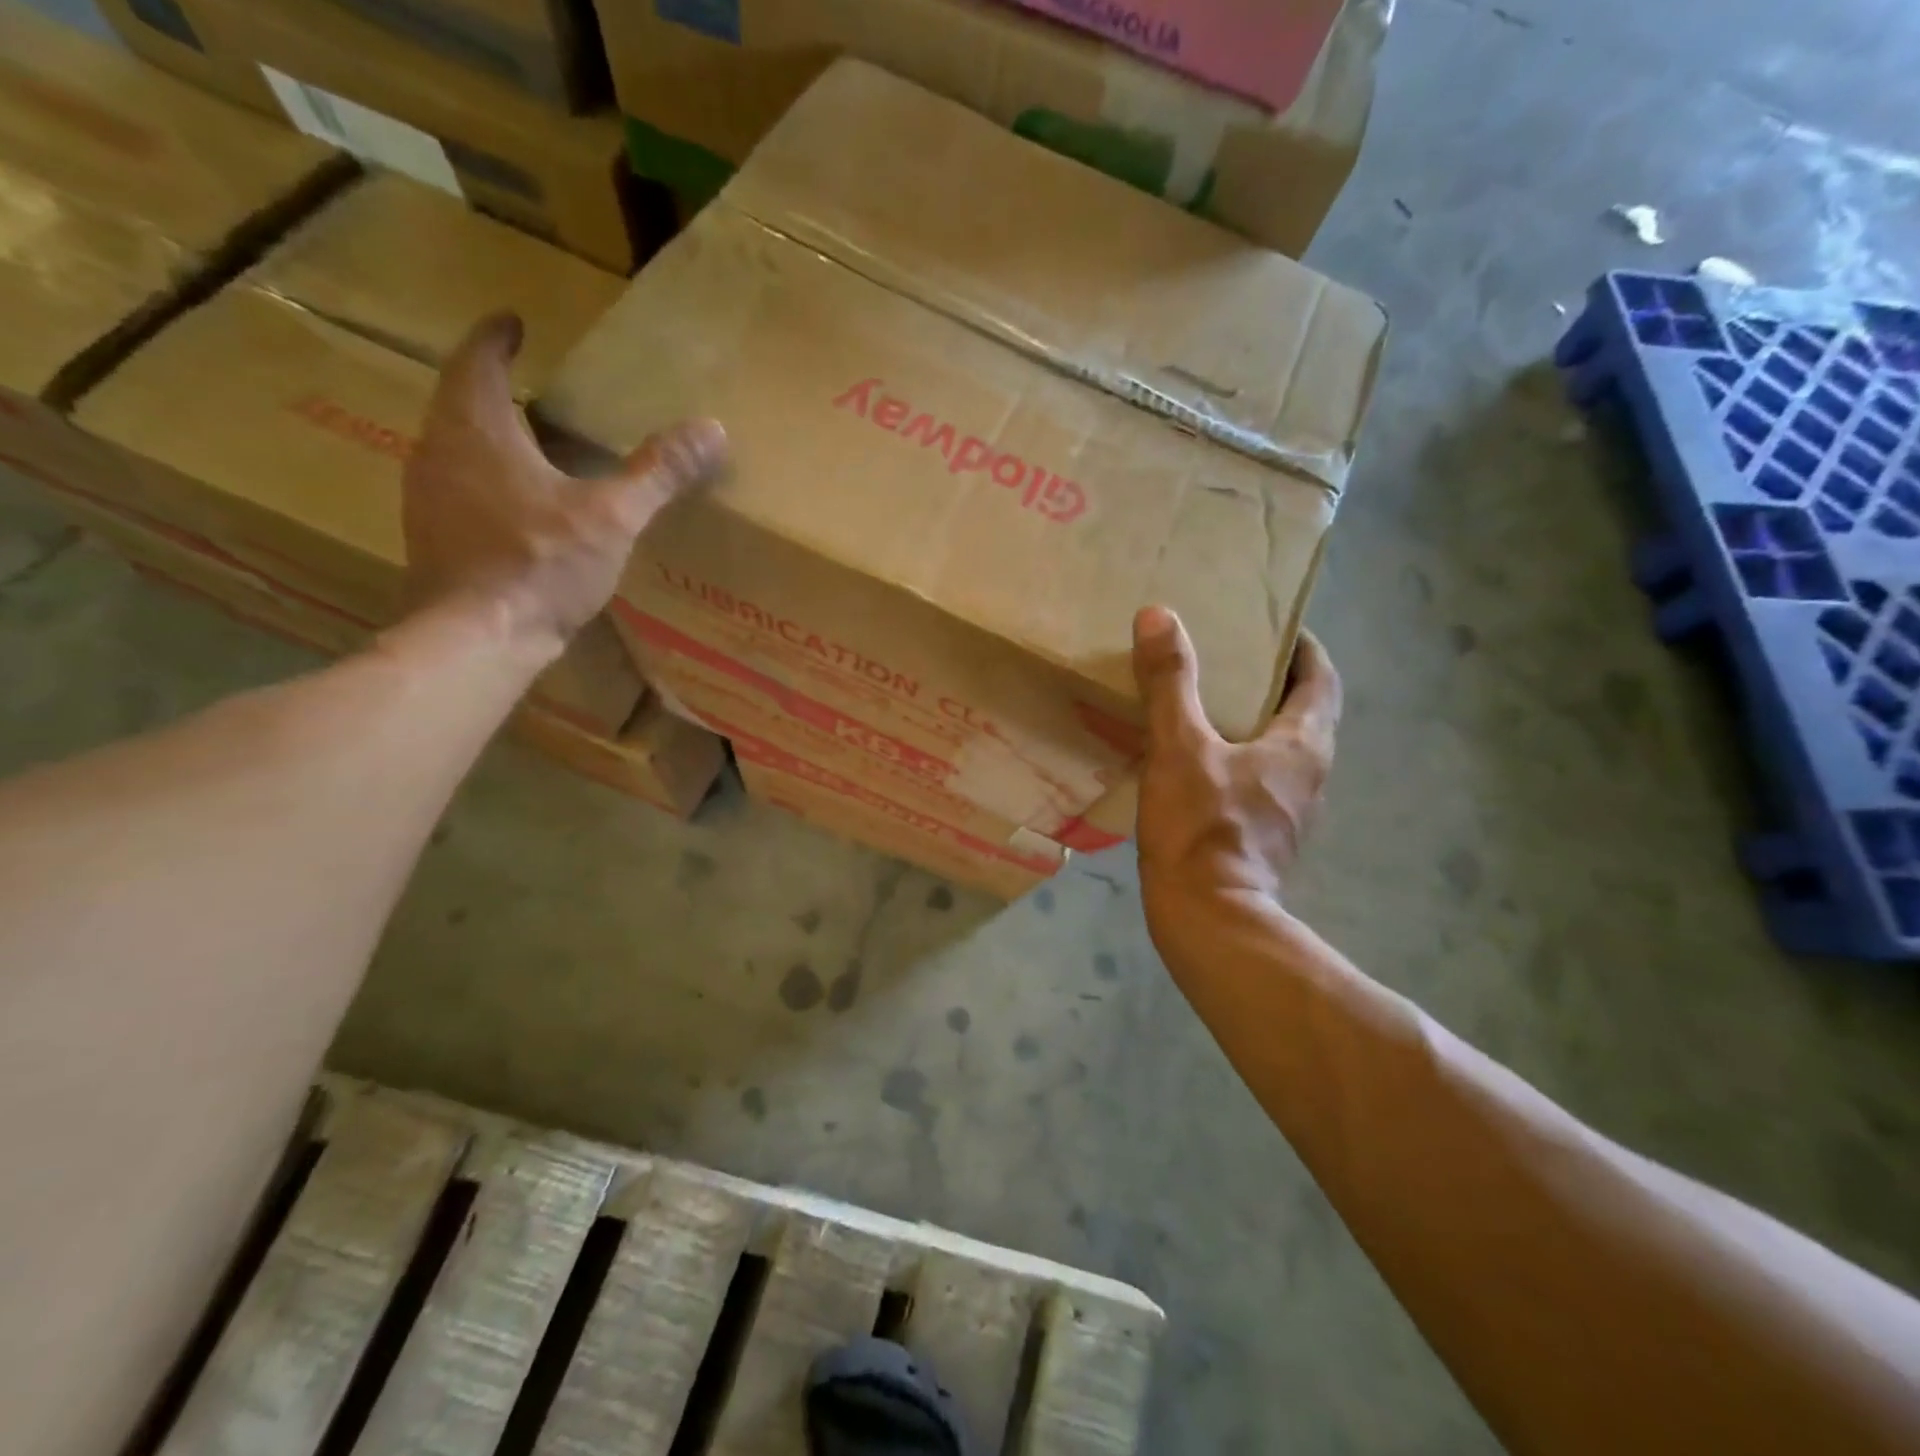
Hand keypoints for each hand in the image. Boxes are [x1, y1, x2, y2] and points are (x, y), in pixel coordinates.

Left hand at [403, 312, 727, 651]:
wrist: (478, 637)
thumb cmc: (540, 563)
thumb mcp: (613, 516)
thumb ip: (659, 472)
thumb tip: (712, 429)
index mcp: (476, 429)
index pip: (478, 362)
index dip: (496, 338)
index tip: (512, 323)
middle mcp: (439, 451)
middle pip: (460, 402)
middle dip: (493, 389)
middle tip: (530, 388)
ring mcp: (427, 497)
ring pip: (455, 448)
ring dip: (487, 437)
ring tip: (528, 444)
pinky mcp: (433, 537)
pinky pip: (457, 489)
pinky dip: (486, 481)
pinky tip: (518, 508)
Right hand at [1132, 606, 1341, 945]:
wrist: (1210, 920)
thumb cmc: (1203, 828)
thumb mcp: (1180, 747)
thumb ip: (1171, 682)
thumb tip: (1158, 616)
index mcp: (1303, 745)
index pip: (1321, 678)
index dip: (1302, 648)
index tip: (1272, 625)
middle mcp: (1310, 775)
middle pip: (1302, 713)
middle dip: (1271, 682)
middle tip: (1226, 659)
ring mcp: (1290, 812)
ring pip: (1278, 750)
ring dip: (1253, 723)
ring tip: (1205, 704)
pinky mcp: (1265, 837)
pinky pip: (1257, 781)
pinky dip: (1236, 759)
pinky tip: (1195, 762)